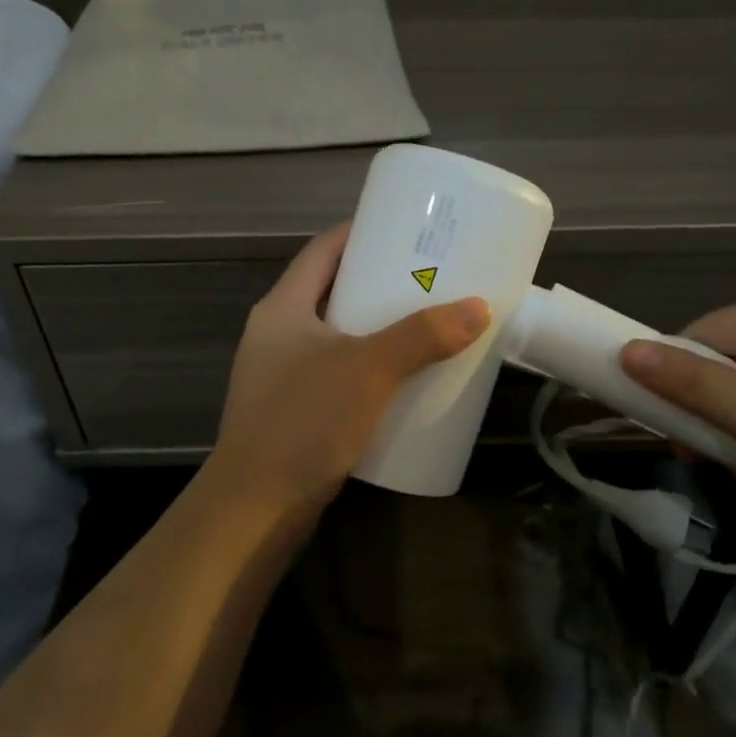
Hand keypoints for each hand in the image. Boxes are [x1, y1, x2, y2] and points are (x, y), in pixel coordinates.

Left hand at [206, 224, 489, 517]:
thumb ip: (422, 336)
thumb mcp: (368, 369)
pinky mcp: (294, 411)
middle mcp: (277, 334)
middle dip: (378, 283)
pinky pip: (337, 373)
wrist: (257, 508)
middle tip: (428, 278)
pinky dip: (369, 368)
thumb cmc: (304, 421)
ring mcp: (281, 375)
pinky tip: (402, 379)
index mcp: (282, 308)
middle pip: (332, 292)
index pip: (322, 251)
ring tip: (425, 323)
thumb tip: (478, 307)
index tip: (405, 228)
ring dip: (376, 328)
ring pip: (337, 336)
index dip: (360, 233)